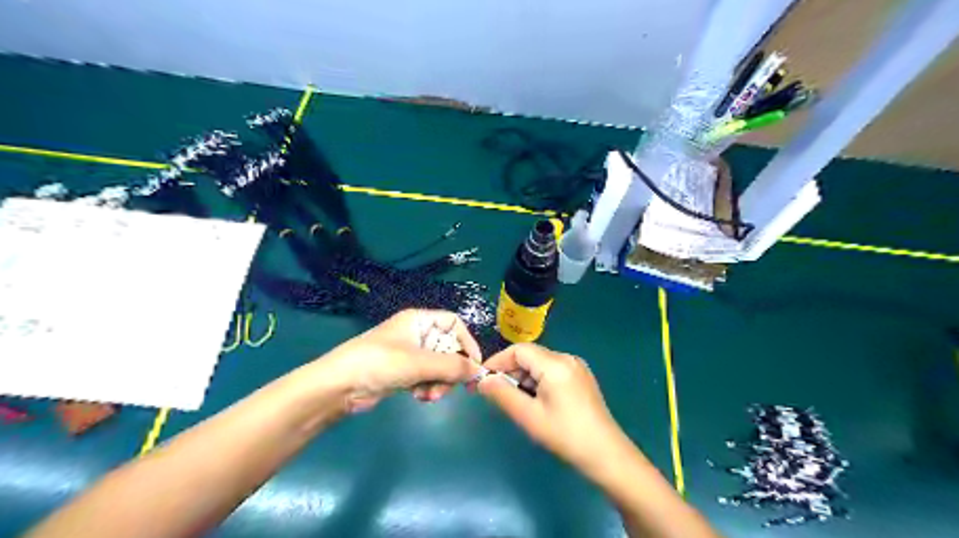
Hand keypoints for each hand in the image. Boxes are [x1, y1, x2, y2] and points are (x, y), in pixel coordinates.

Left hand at [321, 310, 483, 408]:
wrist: (339, 386)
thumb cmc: (380, 363)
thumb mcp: (419, 362)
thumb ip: (452, 366)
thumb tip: (479, 372)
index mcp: (420, 320)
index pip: (454, 324)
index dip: (467, 342)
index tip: (474, 366)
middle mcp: (417, 334)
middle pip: (449, 348)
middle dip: (450, 370)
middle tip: (447, 387)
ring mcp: (410, 354)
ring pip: (439, 367)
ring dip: (439, 383)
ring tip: (428, 395)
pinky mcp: (403, 373)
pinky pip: (427, 378)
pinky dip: (427, 388)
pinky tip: (419, 397)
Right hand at [475, 345, 627, 474]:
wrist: (606, 454)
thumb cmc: (565, 435)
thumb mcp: (529, 416)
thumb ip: (502, 394)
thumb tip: (482, 380)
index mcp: (555, 364)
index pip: (519, 350)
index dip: (498, 361)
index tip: (482, 379)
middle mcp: (567, 358)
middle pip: (530, 356)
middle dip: (510, 372)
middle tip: (494, 393)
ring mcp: (576, 367)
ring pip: (540, 364)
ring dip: (523, 378)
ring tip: (516, 401)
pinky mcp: (581, 377)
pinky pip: (552, 371)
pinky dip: (537, 381)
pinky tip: (535, 402)